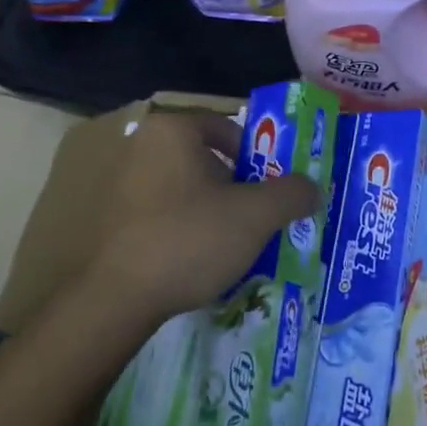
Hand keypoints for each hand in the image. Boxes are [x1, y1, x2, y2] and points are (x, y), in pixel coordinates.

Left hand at [73, 111, 320, 330]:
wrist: (118, 299)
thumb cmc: (190, 238)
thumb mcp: (256, 215)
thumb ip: (292, 193)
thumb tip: (313, 188)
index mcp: (173, 130)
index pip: (227, 127)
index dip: (258, 155)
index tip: (272, 187)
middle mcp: (142, 146)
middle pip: (207, 158)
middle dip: (238, 186)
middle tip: (259, 216)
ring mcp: (121, 183)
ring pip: (187, 187)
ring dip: (214, 209)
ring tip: (234, 242)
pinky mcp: (112, 218)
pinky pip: (163, 211)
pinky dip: (186, 226)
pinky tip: (199, 258)